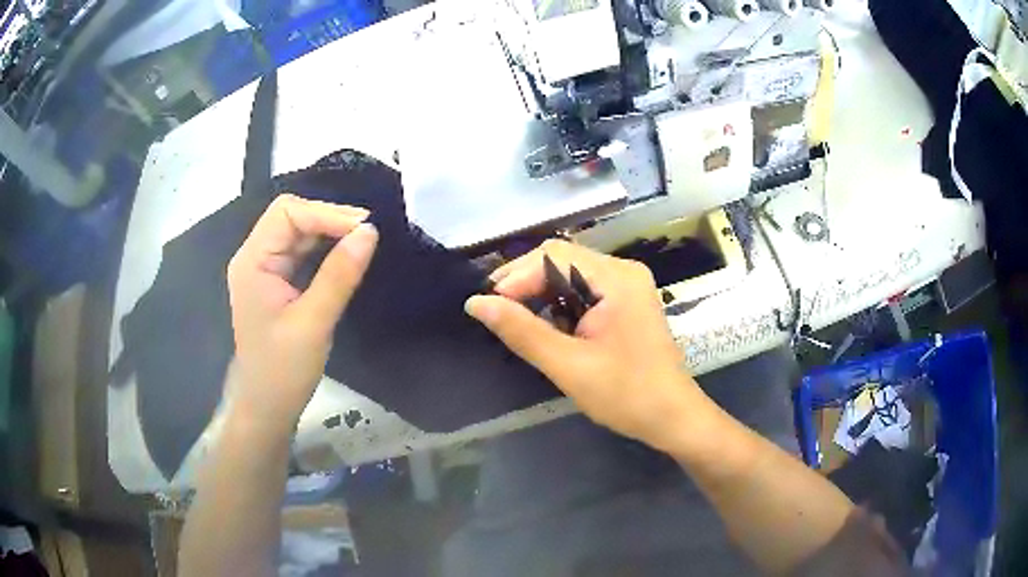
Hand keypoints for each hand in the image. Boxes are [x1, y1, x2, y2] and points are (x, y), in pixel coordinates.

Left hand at [226, 195, 377, 432]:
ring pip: (298, 232)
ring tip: (363, 240)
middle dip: (329, 219)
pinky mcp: (277, 281)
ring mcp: (265, 269)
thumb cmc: (283, 371)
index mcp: (253, 262)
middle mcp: (255, 257)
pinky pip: (302, 252)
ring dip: (330, 232)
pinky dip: (325, 248)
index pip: (286, 214)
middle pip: (291, 217)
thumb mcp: (313, 323)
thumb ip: (339, 275)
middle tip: (368, 233)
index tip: (365, 228)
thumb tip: (370, 232)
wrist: (267, 407)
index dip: (325, 213)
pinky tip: (346, 254)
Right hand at [465, 240, 705, 451]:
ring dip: (539, 293)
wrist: (672, 417)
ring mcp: (627, 286)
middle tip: (494, 311)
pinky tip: (544, 325)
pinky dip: (558, 304)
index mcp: (617, 278)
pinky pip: (582, 290)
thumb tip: (476, 303)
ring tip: (513, 319)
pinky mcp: (625, 302)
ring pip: (569, 274)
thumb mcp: (568, 365)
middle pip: (561, 259)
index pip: (553, 256)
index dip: (515, 277)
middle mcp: (623, 271)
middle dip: (524, 282)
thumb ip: (522, 331)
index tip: (487, 306)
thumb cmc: (626, 394)